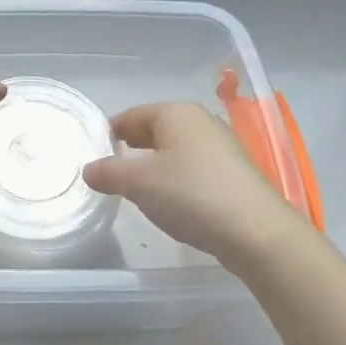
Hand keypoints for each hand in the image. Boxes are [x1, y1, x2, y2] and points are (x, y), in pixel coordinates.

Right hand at [82, 102, 310, 268]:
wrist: (256, 232)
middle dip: (130, 147)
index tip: (92, 152)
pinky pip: (192, 167)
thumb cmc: (191, 194)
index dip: (109, 132)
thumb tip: (88, 169)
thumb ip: (108, 173)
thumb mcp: (138, 183)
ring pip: (174, 149)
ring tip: (135, 188)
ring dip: (153, 164)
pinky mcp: (233, 173)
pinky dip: (175, 178)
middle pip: (154, 129)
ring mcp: (220, 146)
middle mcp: (200, 121)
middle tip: (108, 170)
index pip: (131, 115)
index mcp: (175, 112)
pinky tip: (169, 200)